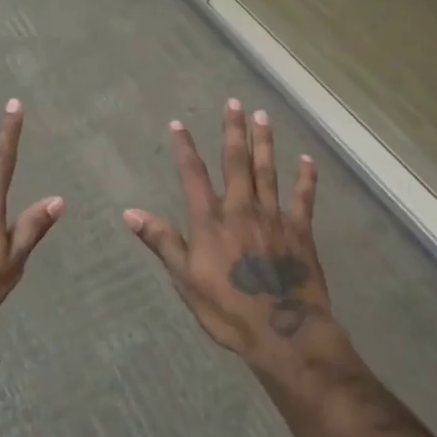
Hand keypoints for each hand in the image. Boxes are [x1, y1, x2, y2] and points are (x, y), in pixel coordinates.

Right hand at [124, 99, 330, 364]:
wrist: (283, 332)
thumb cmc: (228, 310)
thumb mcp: (185, 280)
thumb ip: (162, 242)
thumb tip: (130, 213)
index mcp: (211, 221)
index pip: (193, 175)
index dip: (184, 148)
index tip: (178, 124)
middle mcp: (242, 209)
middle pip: (236, 163)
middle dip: (233, 131)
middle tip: (234, 103)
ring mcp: (274, 217)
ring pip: (268, 171)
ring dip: (264, 143)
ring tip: (263, 116)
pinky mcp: (300, 231)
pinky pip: (303, 198)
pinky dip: (305, 179)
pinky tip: (307, 160)